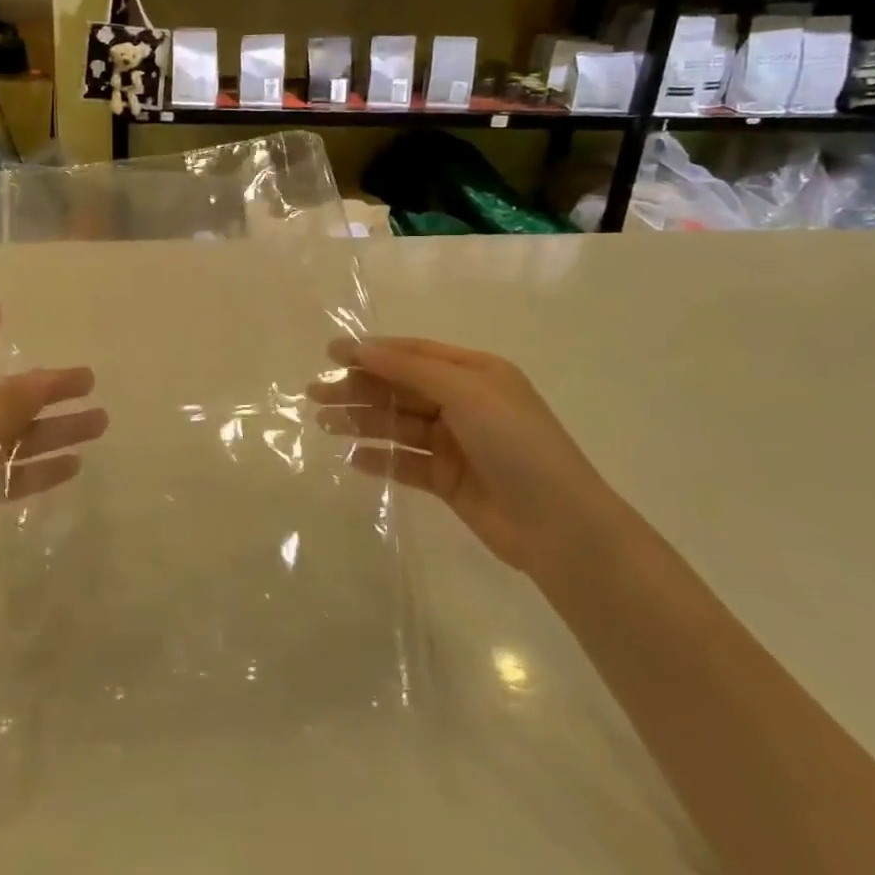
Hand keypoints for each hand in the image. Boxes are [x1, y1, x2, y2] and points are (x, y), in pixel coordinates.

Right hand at [310, 337, 607, 577]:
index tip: (330, 354)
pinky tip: (352, 460)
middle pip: (400, 389)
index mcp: (475, 372)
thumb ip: (411, 370)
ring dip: (362, 422)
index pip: (413, 354)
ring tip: (324, 424)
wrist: (559, 526)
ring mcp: (455, 443)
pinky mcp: (448, 480)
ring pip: (398, 425)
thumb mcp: (467, 393)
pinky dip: (380, 459)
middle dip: (358, 389)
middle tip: (315, 394)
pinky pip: (406, 463)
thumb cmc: (516, 444)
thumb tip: (362, 348)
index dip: (372, 352)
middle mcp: (464, 402)